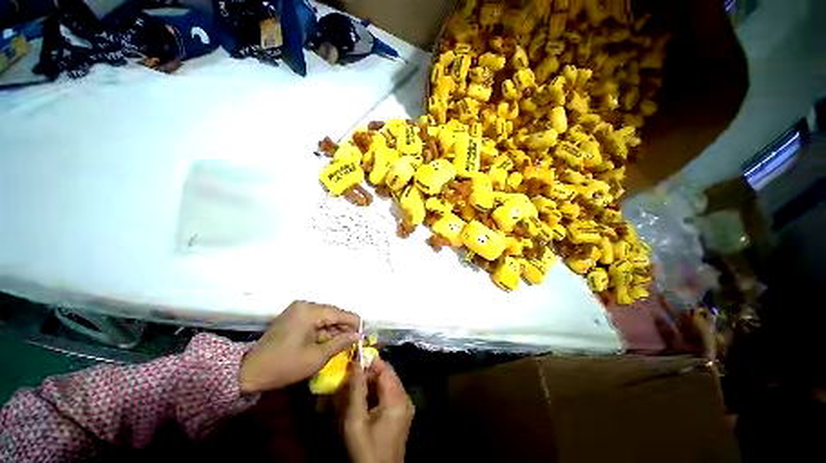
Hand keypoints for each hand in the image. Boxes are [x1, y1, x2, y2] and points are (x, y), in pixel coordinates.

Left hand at [239, 301, 359, 393]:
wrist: (249, 371)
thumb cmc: (285, 365)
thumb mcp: (316, 357)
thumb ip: (341, 343)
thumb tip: (359, 335)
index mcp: (311, 311)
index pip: (341, 313)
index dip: (354, 325)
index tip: (362, 337)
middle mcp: (306, 304)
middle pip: (334, 313)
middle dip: (344, 327)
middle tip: (353, 342)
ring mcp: (298, 309)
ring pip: (325, 316)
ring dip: (334, 329)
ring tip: (342, 343)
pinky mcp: (294, 315)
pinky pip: (315, 319)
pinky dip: (323, 330)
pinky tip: (328, 341)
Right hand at [339, 359, 414, 462]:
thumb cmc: (365, 450)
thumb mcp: (355, 420)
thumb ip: (356, 389)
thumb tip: (356, 361)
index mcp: (397, 397)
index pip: (384, 368)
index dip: (369, 363)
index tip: (353, 364)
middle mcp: (406, 398)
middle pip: (387, 375)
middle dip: (369, 374)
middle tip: (351, 380)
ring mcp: (406, 407)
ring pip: (388, 384)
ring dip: (371, 384)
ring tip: (354, 391)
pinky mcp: (402, 415)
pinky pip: (390, 395)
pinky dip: (377, 394)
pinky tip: (364, 402)